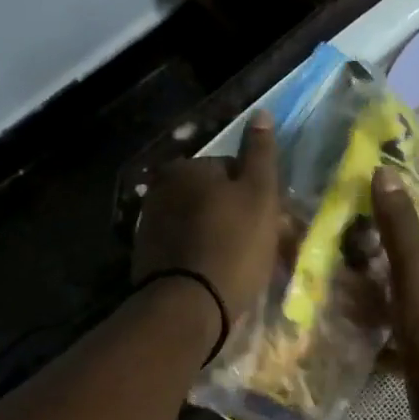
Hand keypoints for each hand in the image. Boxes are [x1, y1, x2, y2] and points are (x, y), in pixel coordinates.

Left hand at [133, 113, 282, 320]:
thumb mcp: (259, 194)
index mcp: (185, 167)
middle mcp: (160, 189)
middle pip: (213, 198)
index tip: (271, 223)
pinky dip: (202, 257)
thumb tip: (260, 113)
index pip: (232, 170)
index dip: (257, 196)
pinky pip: (185, 249)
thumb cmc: (233, 245)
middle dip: (236, 217)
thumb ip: (260, 153)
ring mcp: (149, 225)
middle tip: (260, 248)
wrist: (188, 306)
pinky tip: (217, 277)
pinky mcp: (146, 258)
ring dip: (220, 238)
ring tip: (241, 268)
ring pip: (199, 224)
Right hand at [371, 168, 418, 419]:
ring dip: (388, 286)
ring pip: (416, 292)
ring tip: (350, 277)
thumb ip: (400, 222)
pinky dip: (382, 323)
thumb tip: (386, 171)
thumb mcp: (415, 265)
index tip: (410, 210)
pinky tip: (353, 319)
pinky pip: (402, 327)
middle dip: (405, 249)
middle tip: (366, 242)